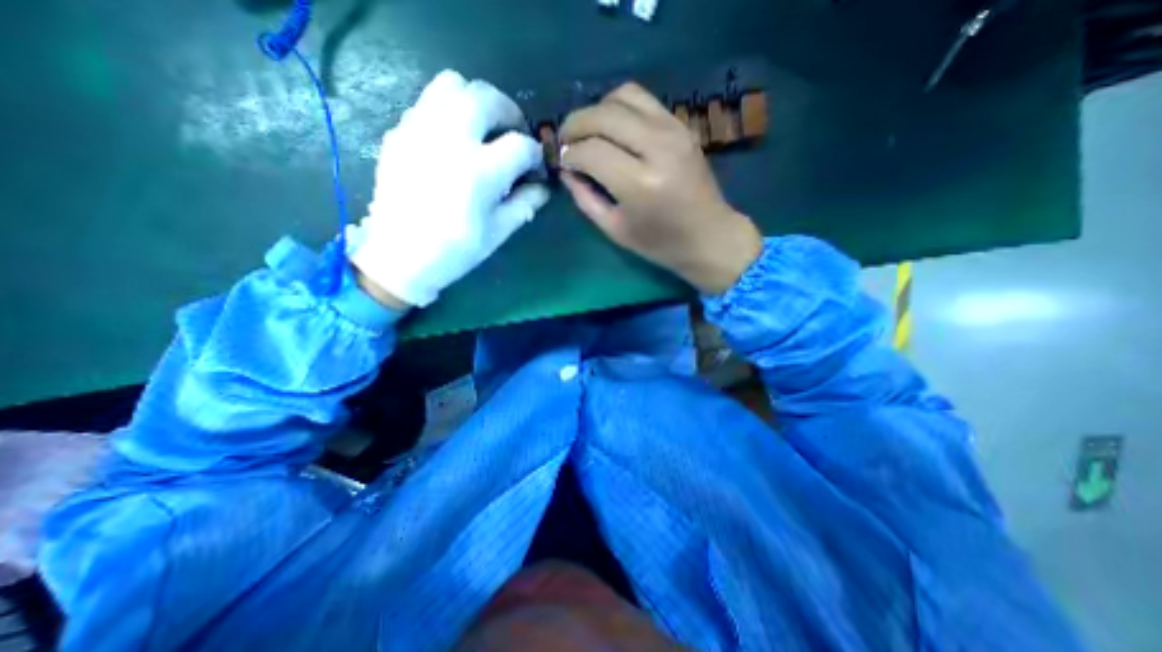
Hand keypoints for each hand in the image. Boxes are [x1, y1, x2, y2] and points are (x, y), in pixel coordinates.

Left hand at [343, 70, 551, 307]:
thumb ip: (525, 204)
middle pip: (487, 98)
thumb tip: (542, 187)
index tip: (535, 168)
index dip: (535, 155)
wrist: (400, 256)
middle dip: (510, 113)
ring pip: (453, 85)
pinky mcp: (400, 133)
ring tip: (483, 127)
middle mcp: (451, 139)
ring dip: (477, 101)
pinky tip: (454, 139)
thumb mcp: (498, 232)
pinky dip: (449, 110)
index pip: (521, 145)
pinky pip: (428, 102)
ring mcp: (420, 130)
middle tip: (514, 134)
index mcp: (480, 171)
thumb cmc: (455, 250)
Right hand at [561, 83, 769, 294]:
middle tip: (564, 141)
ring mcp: (673, 130)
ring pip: (622, 96)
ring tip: (587, 132)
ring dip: (596, 110)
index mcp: (639, 184)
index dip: (569, 154)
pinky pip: (642, 99)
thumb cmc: (660, 243)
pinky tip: (611, 128)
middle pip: (603, 115)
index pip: (591, 151)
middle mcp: (656, 147)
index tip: (562, 163)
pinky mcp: (681, 124)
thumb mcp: (615, 229)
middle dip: (574, 125)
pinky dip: (618, 107)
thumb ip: (585, 198)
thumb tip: (565, 170)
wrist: (709, 235)